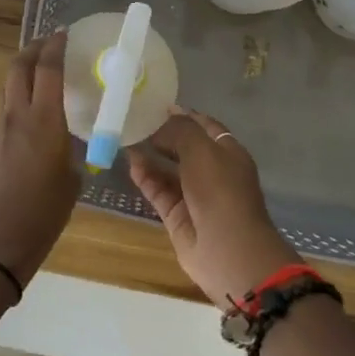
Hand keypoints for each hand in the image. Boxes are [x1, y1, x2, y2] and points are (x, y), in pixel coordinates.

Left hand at [0, 31, 80, 287]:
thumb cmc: (42, 215)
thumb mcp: (71, 182)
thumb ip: (73, 154)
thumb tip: (73, 145)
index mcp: (43, 122)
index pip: (46, 70)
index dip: (55, 47)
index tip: (64, 33)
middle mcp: (17, 116)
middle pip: (17, 67)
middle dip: (32, 49)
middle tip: (50, 44)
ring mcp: (1, 129)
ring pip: (8, 84)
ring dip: (22, 68)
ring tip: (42, 68)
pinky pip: (6, 104)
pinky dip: (19, 91)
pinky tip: (34, 104)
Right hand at [128, 109, 303, 306]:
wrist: (228, 251)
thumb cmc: (221, 192)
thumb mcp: (202, 151)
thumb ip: (180, 130)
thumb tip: (162, 121)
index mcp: (228, 153)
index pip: (205, 126)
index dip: (184, 114)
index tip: (157, 105)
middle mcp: (213, 172)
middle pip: (185, 147)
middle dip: (163, 134)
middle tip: (135, 120)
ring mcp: (195, 195)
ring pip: (169, 169)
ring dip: (150, 155)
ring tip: (126, 139)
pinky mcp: (178, 215)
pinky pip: (159, 191)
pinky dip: (146, 178)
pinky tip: (131, 164)